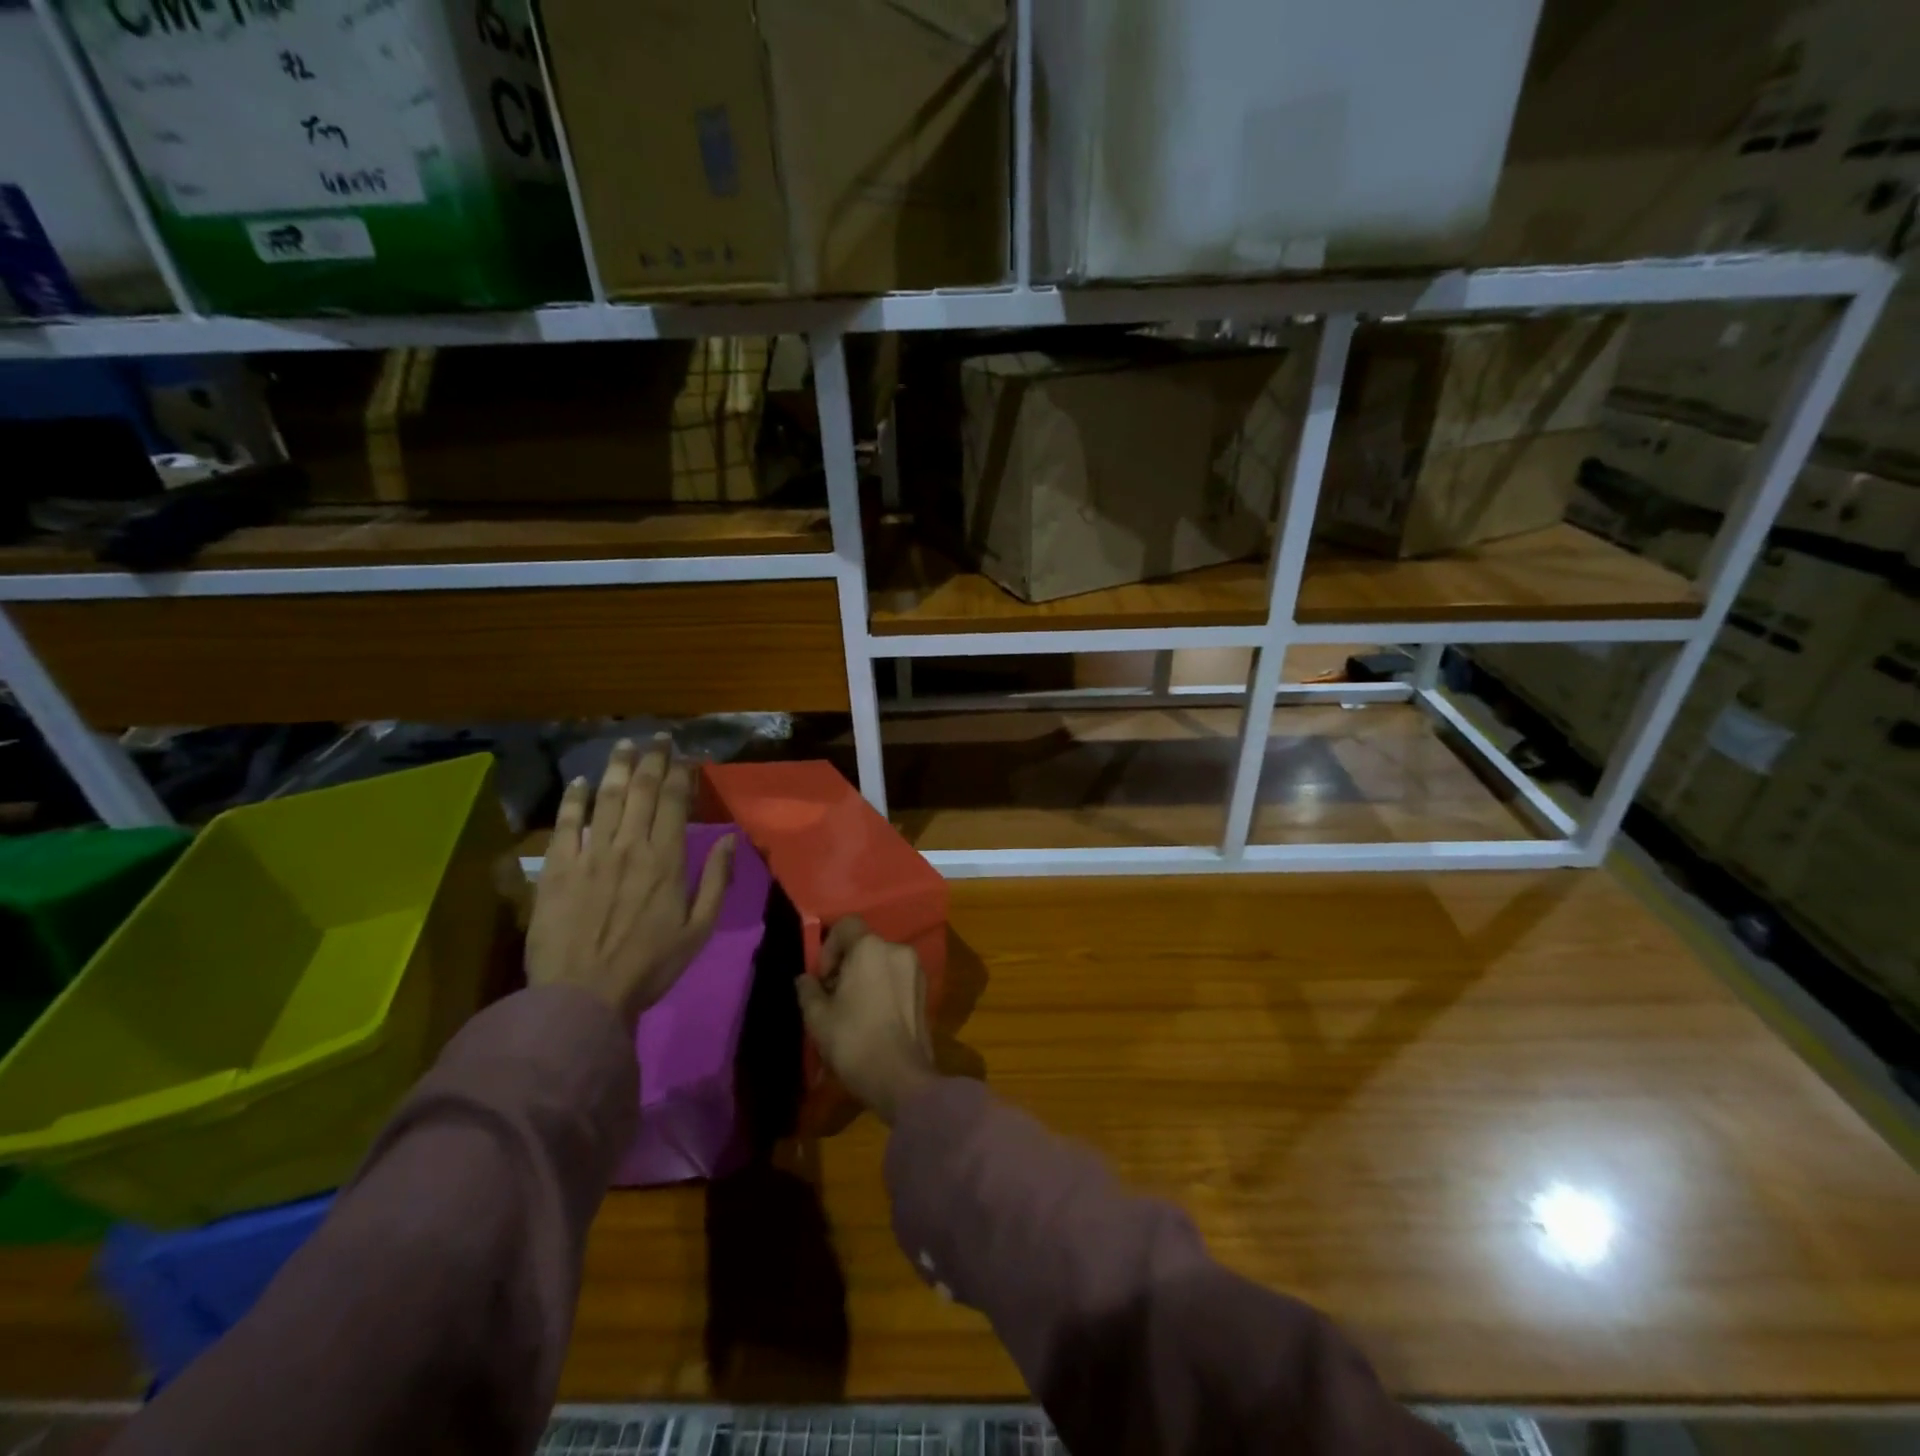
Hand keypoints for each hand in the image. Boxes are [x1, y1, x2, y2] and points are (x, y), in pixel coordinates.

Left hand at [527, 736, 733, 1024]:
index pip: (674, 803)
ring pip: (606, 798)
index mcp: (666, 860)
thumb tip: (731, 837)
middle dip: (652, 759)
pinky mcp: (557, 868)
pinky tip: (581, 781)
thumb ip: (715, 879)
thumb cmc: (649, 966)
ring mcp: (590, 854)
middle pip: (641, 790)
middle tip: (658, 737)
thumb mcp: (699, 929)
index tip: (686, 755)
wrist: (582, 996)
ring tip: (624, 743)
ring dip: (617, 767)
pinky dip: (574, 799)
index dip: (681, 774)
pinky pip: (567, 824)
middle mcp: (630, 846)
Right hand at [795, 917, 936, 1123]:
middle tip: (833, 997)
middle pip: (864, 944)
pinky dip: (882, 987)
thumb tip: (805, 979)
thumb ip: (808, 990)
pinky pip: (897, 977)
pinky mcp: (926, 989)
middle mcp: (897, 949)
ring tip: (852, 1010)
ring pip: (881, 961)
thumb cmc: (854, 1041)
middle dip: (845, 965)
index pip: (845, 925)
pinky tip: (873, 1017)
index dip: (828, 948)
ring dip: (865, 976)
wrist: (901, 1078)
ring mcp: (916, 969)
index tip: (823, 979)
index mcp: (871, 948)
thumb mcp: (818, 1017)